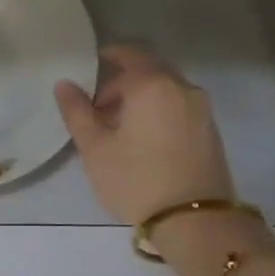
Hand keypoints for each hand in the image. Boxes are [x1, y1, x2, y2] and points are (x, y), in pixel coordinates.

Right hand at [56, 44, 274, 275]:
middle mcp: (182, 88)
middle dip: (122, 82)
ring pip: (165, 90)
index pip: (129, 54)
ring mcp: (201, 110)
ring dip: (140, 99)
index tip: (88, 72)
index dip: (106, 58)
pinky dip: (157, 111)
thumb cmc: (136, 179)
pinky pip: (178, 107)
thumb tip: (65, 85)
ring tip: (117, 128)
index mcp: (152, 85)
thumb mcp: (95, 148)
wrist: (195, 221)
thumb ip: (77, 112)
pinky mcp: (209, 131)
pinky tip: (142, 140)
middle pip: (149, 71)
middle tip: (97, 107)